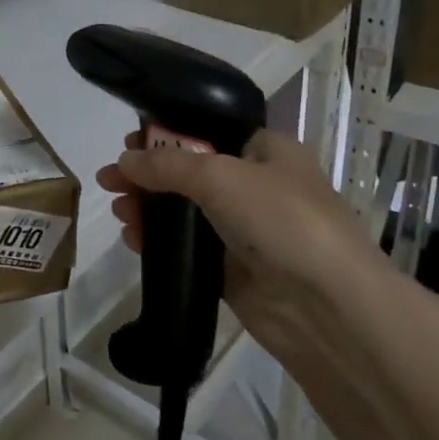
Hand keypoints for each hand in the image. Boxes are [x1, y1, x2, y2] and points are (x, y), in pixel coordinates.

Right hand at [95, 128, 377, 361]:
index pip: (208, 132)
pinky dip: (159, 240)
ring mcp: (244, 229)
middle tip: (111, 181)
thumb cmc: (282, 220)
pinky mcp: (231, 269)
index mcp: (266, 151)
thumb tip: (123, 162)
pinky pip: (186, 247)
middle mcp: (256, 185)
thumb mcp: (221, 176)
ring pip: (184, 211)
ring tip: (119, 212)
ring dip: (148, 208)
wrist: (327, 307)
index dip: (167, 135)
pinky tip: (133, 239)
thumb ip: (167, 165)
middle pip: (189, 171)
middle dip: (148, 175)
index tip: (130, 144)